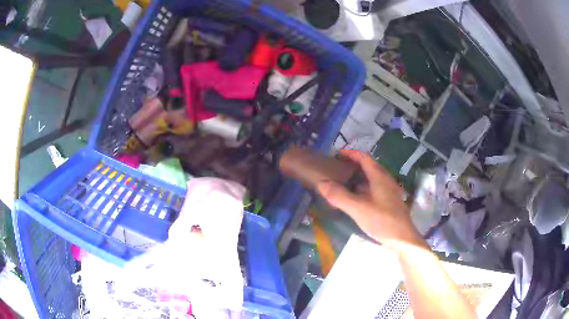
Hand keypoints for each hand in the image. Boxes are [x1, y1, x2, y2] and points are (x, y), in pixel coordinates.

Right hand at [317, 150, 426, 251]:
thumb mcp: (359, 209)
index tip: (336, 155)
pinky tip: (354, 197)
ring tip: (342, 182)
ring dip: (357, 176)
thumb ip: (340, 196)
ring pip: (371, 178)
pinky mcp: (388, 200)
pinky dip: (362, 187)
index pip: (364, 158)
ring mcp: (388, 190)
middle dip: (352, 165)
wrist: (402, 238)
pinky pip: (373, 187)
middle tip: (336, 169)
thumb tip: (321, 183)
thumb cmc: (382, 221)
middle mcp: (385, 179)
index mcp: (379, 176)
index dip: (350, 154)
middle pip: (368, 166)